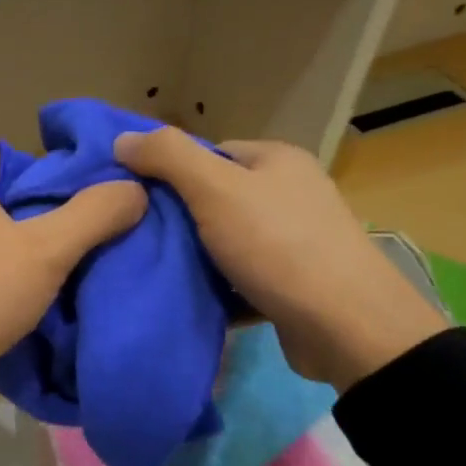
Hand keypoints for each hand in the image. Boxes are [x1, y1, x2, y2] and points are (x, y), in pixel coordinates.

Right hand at [114, 130, 446, 391]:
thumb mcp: (215, 189)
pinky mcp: (291, 284)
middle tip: (136, 237)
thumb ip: (168, 157)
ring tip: (153, 269)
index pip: (208, 153)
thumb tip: (122, 138)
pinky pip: (240, 277)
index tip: (134, 198)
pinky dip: (216, 287)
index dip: (168, 172)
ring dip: (194, 257)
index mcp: (276, 160)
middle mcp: (289, 194)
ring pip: (225, 241)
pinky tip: (187, 297)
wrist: (344, 326)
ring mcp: (293, 241)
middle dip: (177, 219)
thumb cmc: (277, 245)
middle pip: (214, 198)